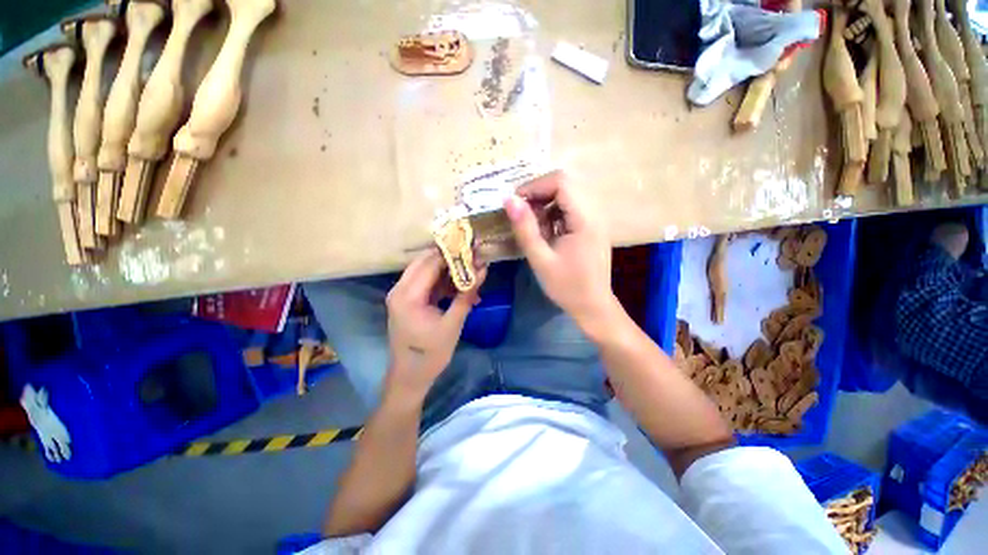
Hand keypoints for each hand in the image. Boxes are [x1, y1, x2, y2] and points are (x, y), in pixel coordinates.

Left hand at [385, 251, 483, 400]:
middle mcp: (400, 289)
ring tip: (471, 272)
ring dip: (448, 270)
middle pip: (426, 262)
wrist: (410, 376)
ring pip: (426, 271)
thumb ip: (466, 295)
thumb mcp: (453, 324)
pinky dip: (443, 283)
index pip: (431, 263)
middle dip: (450, 257)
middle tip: (474, 256)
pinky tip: (461, 288)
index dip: (453, 253)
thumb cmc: (431, 354)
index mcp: (408, 295)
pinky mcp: (408, 301)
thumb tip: (483, 270)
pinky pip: (426, 283)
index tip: (474, 248)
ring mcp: (402, 294)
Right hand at [504, 171, 620, 334]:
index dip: (534, 186)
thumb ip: (525, 228)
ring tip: (532, 225)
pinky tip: (546, 231)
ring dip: (545, 204)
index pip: (561, 182)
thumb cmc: (567, 287)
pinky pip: (571, 208)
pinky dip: (554, 213)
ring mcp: (595, 219)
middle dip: (538, 194)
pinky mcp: (592, 226)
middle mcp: (594, 213)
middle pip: (565, 184)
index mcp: (585, 219)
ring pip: (567, 195)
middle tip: (520, 213)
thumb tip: (508, 199)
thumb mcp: (540, 259)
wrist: (593, 306)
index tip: (514, 203)